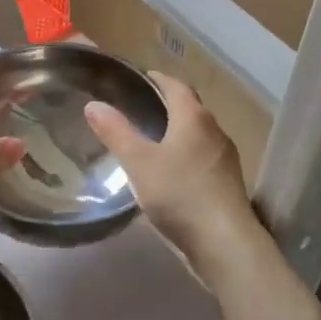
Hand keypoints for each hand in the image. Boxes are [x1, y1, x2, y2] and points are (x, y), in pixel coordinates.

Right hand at [85, 71, 256, 267]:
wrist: (224, 242)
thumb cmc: (179, 194)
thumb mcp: (138, 162)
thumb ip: (116, 132)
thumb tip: (93, 104)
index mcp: (194, 118)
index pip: (177, 87)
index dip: (159, 79)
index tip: (142, 77)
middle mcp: (215, 131)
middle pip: (191, 108)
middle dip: (168, 103)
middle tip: (141, 105)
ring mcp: (225, 159)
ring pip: (198, 134)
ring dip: (178, 130)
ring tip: (152, 137)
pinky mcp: (227, 183)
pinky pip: (203, 156)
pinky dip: (186, 153)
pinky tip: (171, 170)